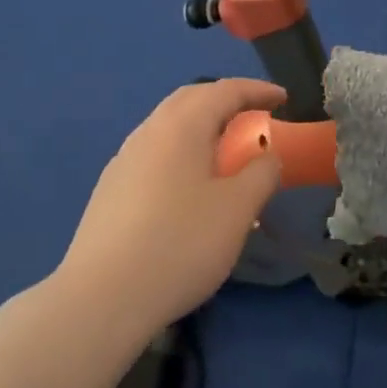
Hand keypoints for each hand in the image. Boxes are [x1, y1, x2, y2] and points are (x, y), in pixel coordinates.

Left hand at [56, 79, 286, 345]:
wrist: (103, 297)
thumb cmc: (180, 244)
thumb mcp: (237, 209)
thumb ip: (261, 173)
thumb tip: (267, 155)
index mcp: (180, 126)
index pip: (224, 90)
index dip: (257, 90)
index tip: (284, 99)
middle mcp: (148, 132)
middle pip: (190, 100)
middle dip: (225, 101)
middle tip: (255, 118)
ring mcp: (124, 160)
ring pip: (168, 127)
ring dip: (201, 127)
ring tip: (225, 152)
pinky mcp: (111, 189)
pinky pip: (155, 153)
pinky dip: (182, 152)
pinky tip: (189, 186)